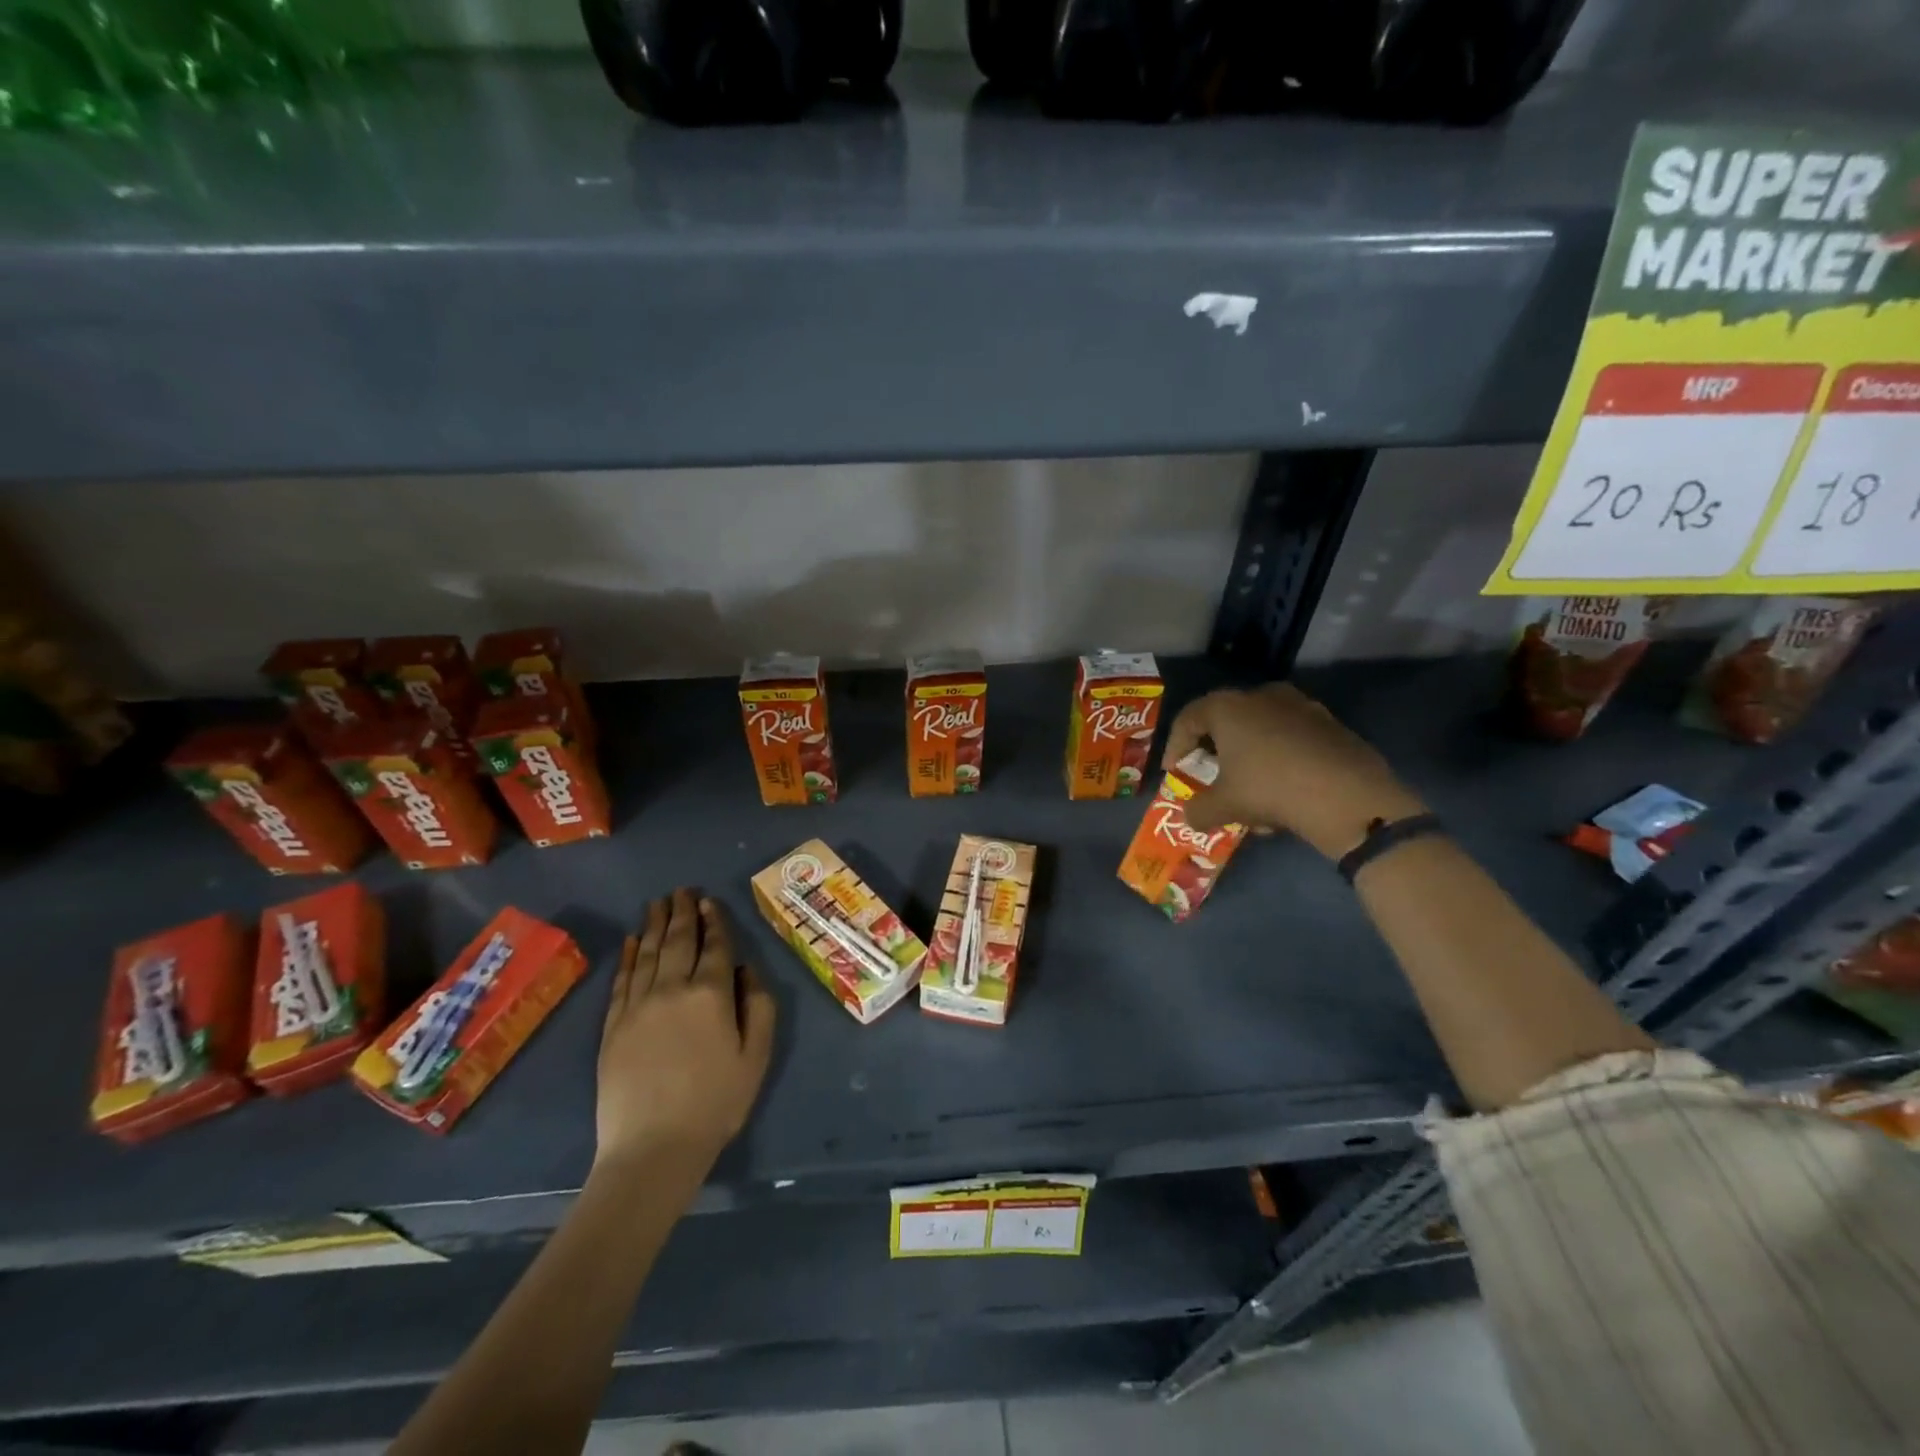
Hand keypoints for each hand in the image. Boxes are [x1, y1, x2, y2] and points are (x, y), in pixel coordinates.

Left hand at [595, 889, 774, 1179]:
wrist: (653, 1148)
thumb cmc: (716, 1102)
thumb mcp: (757, 1055)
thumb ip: (759, 1005)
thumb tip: (746, 968)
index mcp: (711, 994)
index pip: (714, 946)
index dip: (714, 921)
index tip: (709, 901)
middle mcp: (672, 988)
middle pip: (677, 940)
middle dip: (681, 912)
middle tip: (682, 890)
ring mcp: (637, 1006)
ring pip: (647, 953)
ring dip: (654, 925)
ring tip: (658, 903)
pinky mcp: (612, 1026)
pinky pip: (621, 980)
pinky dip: (628, 956)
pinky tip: (631, 941)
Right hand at [1163, 683, 1425, 858]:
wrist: (1348, 797)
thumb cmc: (1270, 790)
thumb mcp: (1223, 806)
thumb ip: (1198, 810)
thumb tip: (1189, 816)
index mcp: (1228, 707)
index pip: (1188, 718)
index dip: (1176, 746)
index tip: (1175, 772)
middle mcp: (1262, 696)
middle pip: (1226, 720)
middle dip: (1215, 750)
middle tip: (1211, 776)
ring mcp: (1301, 706)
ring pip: (1261, 729)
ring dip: (1250, 757)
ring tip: (1251, 791)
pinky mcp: (1330, 724)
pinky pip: (1291, 738)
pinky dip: (1280, 759)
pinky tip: (1285, 792)